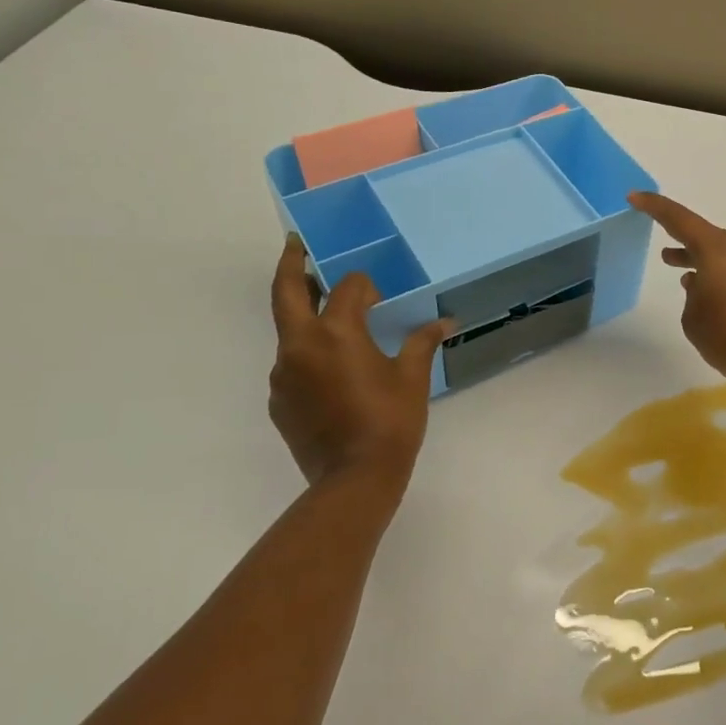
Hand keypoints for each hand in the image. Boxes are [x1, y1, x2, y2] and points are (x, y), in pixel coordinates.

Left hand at [269, 234, 450, 487]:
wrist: (354, 480)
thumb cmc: (391, 421)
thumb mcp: (412, 378)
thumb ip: (422, 342)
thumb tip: (446, 321)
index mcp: (336, 332)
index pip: (348, 288)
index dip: (366, 286)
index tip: (380, 298)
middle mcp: (301, 344)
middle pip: (285, 291)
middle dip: (291, 264)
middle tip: (296, 245)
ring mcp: (284, 373)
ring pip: (289, 330)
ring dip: (304, 317)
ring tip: (329, 319)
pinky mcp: (279, 399)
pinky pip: (291, 364)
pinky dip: (308, 355)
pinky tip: (331, 371)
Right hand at [629, 192, 725, 393]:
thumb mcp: (694, 320)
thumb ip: (692, 296)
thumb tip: (702, 285)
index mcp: (718, 249)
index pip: (679, 219)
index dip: (655, 207)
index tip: (635, 197)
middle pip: (706, 237)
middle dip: (683, 244)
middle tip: (664, 254)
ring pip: (724, 254)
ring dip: (703, 262)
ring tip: (681, 273)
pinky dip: (722, 275)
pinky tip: (711, 294)